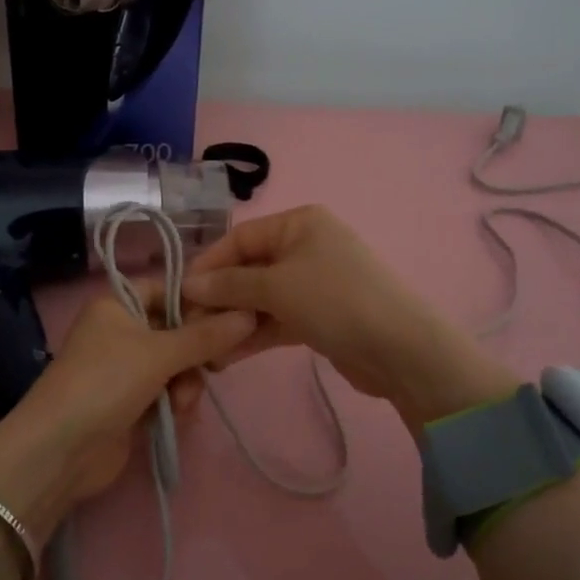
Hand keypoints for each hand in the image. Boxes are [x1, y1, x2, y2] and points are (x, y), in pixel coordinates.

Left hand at [0, 291, 254, 579]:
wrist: (60, 450)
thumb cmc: (106, 383)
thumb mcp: (159, 353)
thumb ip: (206, 336)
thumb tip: (251, 315)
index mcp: (118, 304)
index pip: (168, 289)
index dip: (198, 304)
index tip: (230, 321)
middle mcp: (120, 331)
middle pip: (176, 330)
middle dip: (195, 352)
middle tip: (214, 367)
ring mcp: (124, 369)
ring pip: (175, 364)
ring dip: (185, 383)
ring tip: (181, 404)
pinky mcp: (129, 402)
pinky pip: (166, 391)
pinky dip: (174, 401)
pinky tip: (177, 416)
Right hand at [182, 205, 517, 433]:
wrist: (400, 349)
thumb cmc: (335, 300)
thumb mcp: (276, 286)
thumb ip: (229, 285)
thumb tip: (187, 286)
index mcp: (299, 223)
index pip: (240, 237)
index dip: (208, 263)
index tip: (180, 293)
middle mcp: (305, 246)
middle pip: (249, 268)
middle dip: (220, 297)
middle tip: (190, 326)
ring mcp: (313, 282)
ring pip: (261, 297)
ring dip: (234, 320)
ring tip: (205, 348)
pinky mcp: (319, 316)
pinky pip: (277, 319)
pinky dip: (255, 334)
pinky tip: (227, 356)